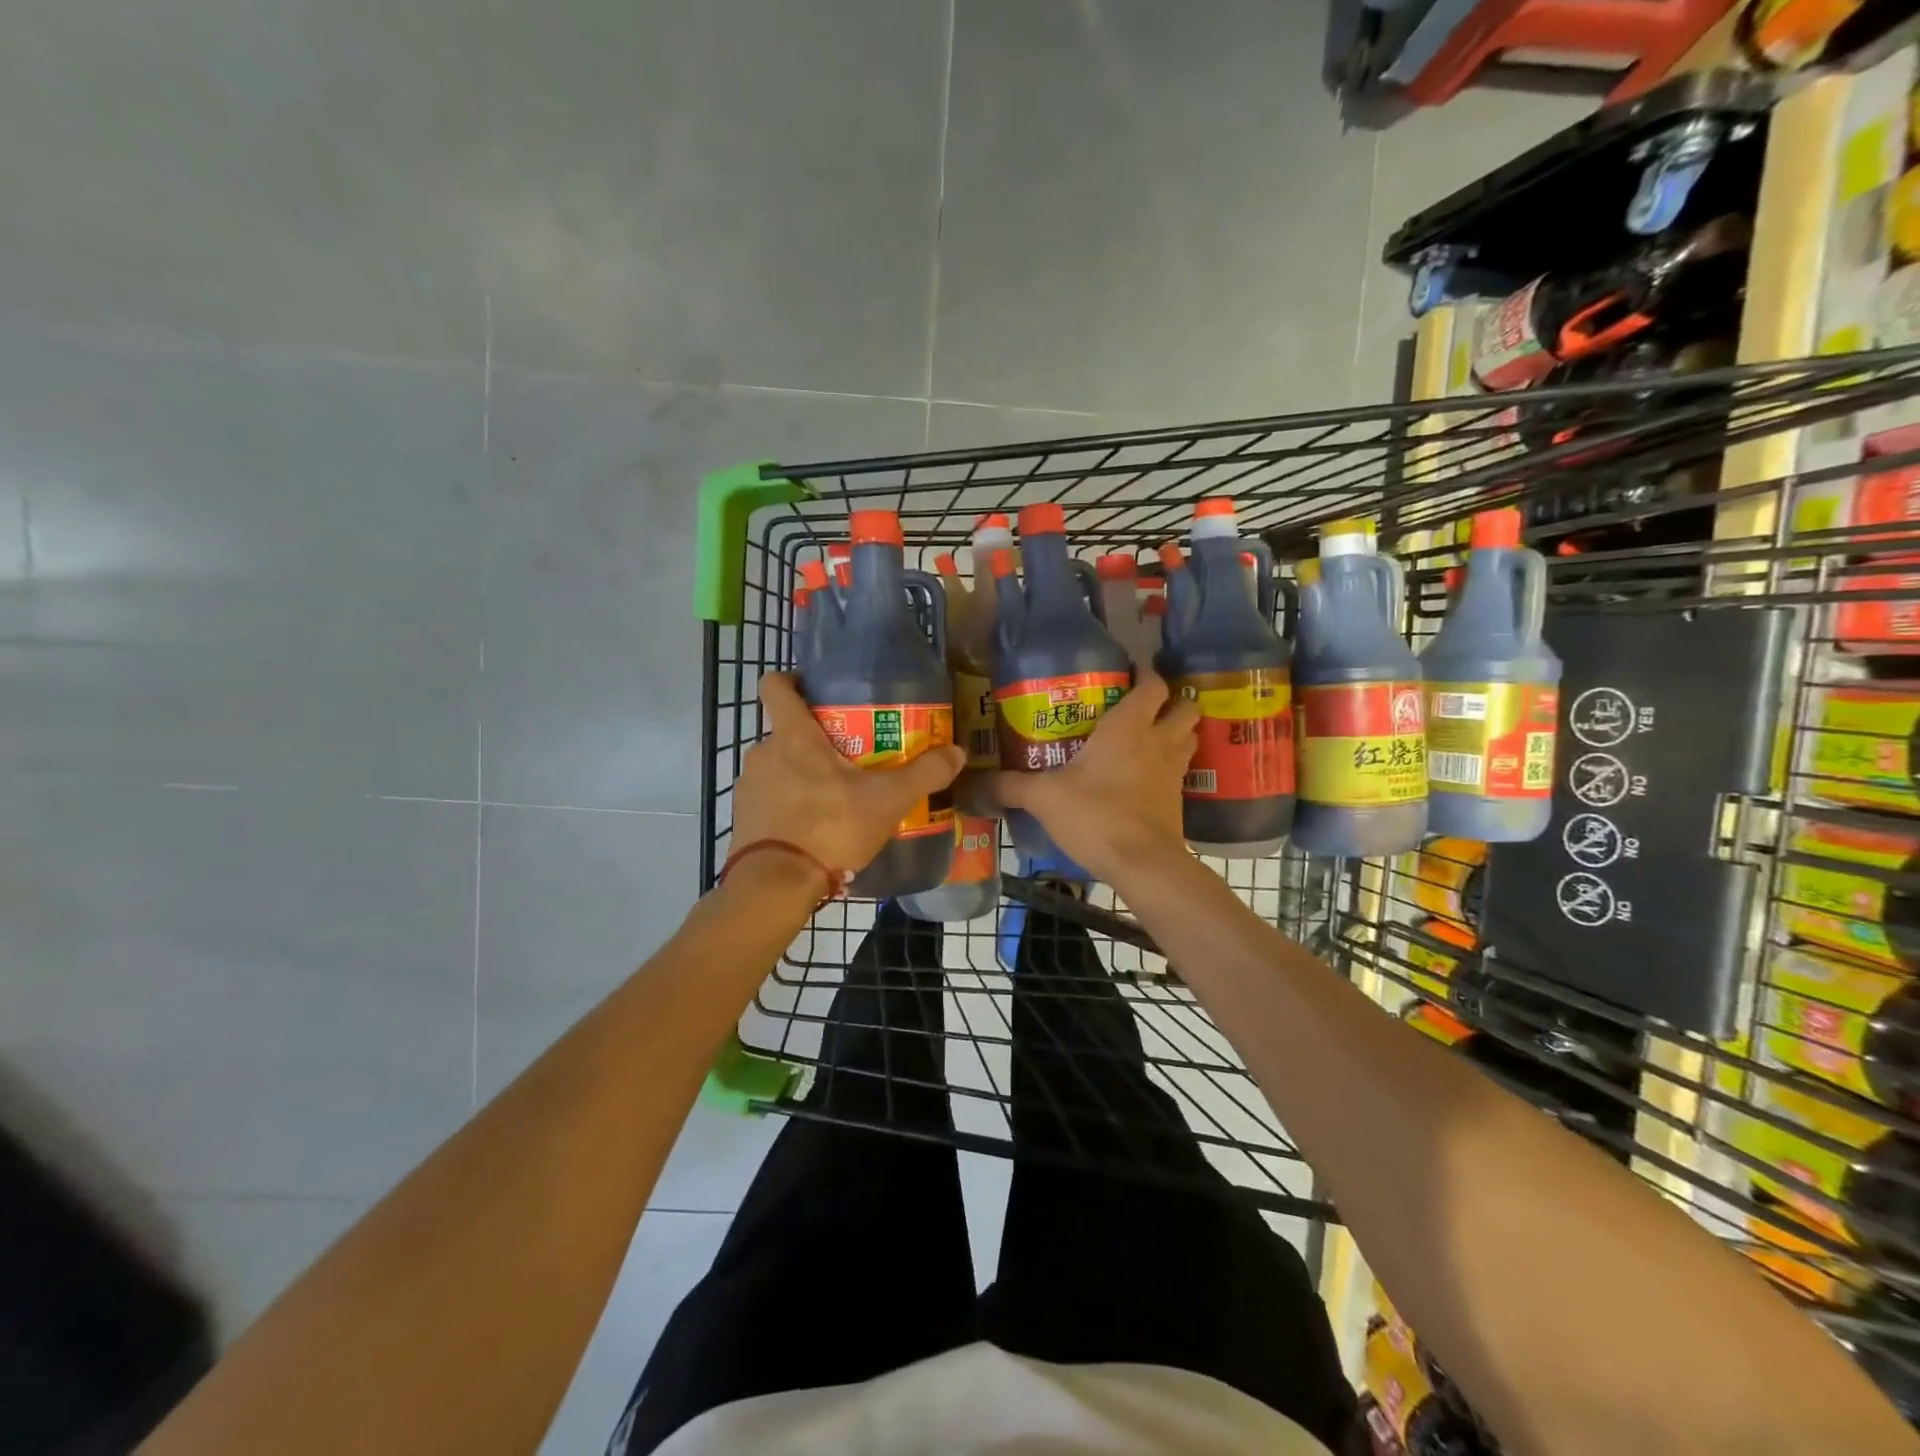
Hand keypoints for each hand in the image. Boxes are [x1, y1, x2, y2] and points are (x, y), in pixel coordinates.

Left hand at [732, 673, 964, 883]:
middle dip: (816, 739)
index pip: (775, 685)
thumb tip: (957, 752)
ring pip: (779, 766)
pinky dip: (789, 804)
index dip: (792, 680)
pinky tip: (816, 825)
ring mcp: (749, 786)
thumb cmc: (830, 827)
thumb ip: (924, 773)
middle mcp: (763, 752)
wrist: (776, 885)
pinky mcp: (743, 817)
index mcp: (792, 736)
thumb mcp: (887, 800)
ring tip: (837, 796)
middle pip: (787, 731)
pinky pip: (770, 798)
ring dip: (803, 774)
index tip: (816, 690)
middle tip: (851, 755)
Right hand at [992, 671, 1198, 886]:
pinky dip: (1172, 765)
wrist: (1142, 864)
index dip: (1145, 674)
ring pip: (1189, 736)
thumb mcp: (1044, 798)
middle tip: (1144, 707)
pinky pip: (1182, 770)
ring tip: (1150, 736)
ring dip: (1177, 731)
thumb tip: (977, 783)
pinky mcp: (1179, 800)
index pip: (1152, 684)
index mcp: (1128, 726)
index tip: (1130, 672)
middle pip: (1184, 706)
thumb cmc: (1095, 815)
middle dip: (1172, 701)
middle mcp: (1158, 741)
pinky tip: (1149, 776)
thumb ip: (1011, 786)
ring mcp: (1174, 771)